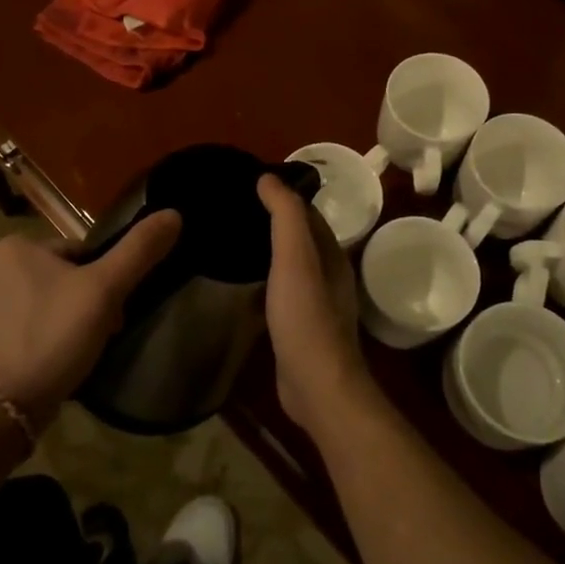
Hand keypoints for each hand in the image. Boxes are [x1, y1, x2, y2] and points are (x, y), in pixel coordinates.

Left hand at [0, 213, 180, 427]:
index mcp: (16, 244)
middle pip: (61, 277)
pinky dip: (40, 338)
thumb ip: (139, 251)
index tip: (114, 314)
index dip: (104, 282)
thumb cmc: (52, 338)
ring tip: (77, 353)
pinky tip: (50, 362)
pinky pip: (21, 325)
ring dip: (64, 321)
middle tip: (99, 336)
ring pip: (42, 302)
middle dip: (84, 303)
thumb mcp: (104, 291)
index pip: (80, 253)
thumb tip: (173, 214)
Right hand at [257, 176, 373, 432]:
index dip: (283, 196)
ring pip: (289, 268)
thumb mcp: (295, 257)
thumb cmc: (306, 316)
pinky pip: (279, 295)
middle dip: (272, 223)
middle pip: (299, 239)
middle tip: (234, 210)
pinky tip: (240, 286)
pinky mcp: (298, 330)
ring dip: (267, 254)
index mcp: (331, 255)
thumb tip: (268, 177)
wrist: (316, 385)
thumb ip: (285, 215)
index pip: (308, 213)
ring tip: (232, 242)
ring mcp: (314, 305)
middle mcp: (327, 276)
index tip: (250, 184)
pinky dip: (262, 283)